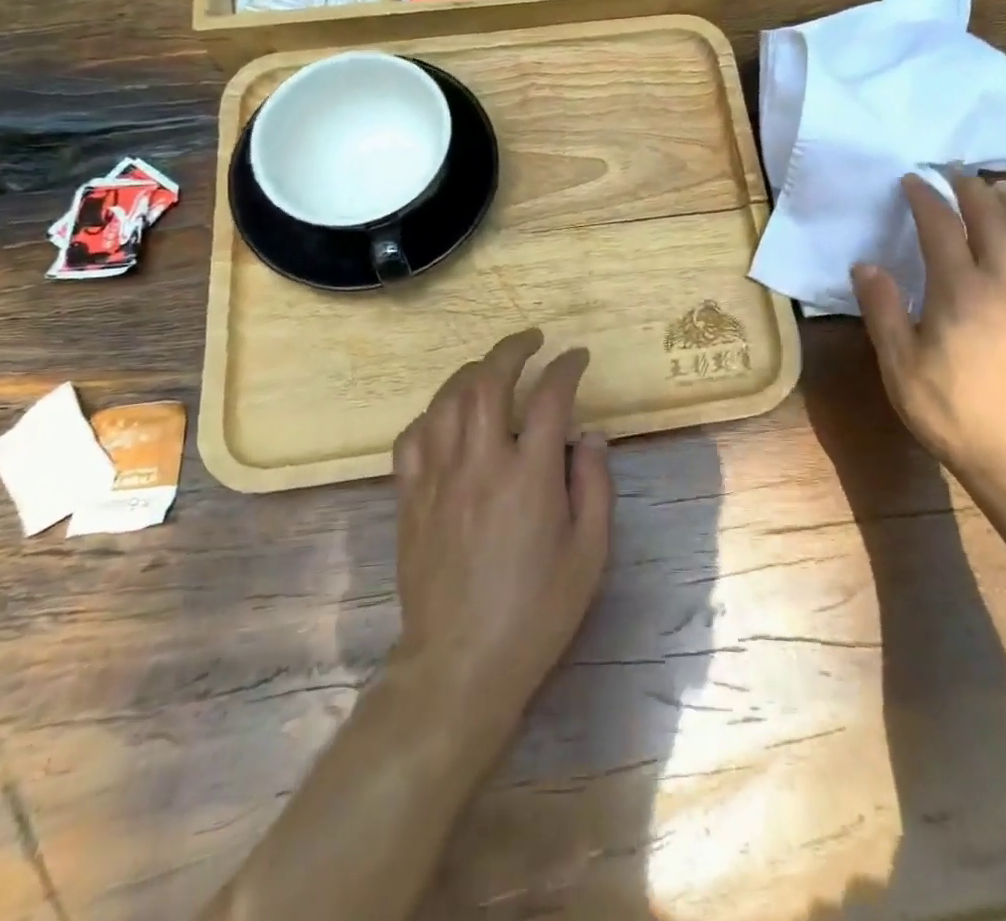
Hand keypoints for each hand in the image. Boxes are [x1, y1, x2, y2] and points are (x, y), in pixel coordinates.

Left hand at [391, 329, 612, 729]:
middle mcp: (480, 463)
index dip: (567, 368)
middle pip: (489, 380)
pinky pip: (412, 436)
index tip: (578, 358)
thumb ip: (595, 485)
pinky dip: (432, 414)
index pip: (550, 397)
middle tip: (533, 340)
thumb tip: (590, 435)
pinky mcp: (410, 497)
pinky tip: (447, 417)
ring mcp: (438, 477)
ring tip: (492, 367)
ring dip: (473, 371)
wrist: (461, 664)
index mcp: (530, 476)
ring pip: (447, 399)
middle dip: (513, 348)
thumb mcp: (589, 553)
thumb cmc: (537, 611)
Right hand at [852, 174, 1005, 509]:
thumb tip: (865, 265)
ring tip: (999, 189)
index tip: (912, 180)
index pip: (941, 225)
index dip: (925, 197)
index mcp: (961, 288)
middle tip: (955, 172)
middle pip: (992, 217)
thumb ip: (883, 309)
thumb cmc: (954, 411)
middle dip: (970, 188)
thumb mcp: (900, 365)